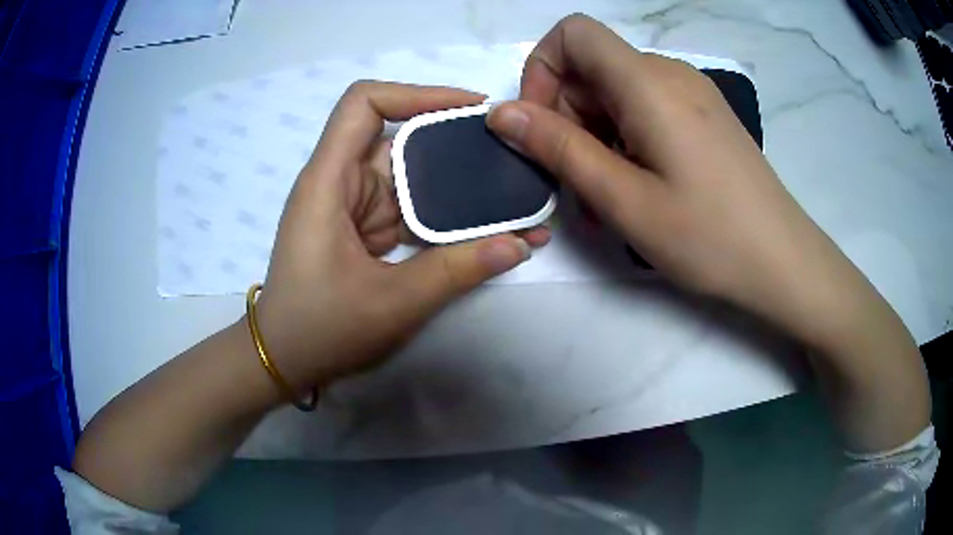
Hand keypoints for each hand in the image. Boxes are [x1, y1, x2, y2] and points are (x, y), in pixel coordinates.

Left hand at [255, 81, 548, 392]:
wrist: (284, 359)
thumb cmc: (319, 329)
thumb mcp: (391, 302)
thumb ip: (456, 271)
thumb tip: (519, 244)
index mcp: (329, 181)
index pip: (365, 104)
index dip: (417, 93)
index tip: (469, 109)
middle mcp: (341, 182)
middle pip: (399, 137)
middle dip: (454, 142)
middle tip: (509, 153)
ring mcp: (355, 206)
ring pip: (411, 176)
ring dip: (457, 185)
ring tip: (512, 193)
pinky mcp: (366, 229)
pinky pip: (410, 209)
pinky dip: (445, 217)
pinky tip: (484, 229)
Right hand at [486, 15, 865, 345]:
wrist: (783, 263)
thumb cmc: (709, 237)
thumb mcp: (624, 199)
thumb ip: (558, 148)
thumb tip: (501, 113)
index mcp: (649, 82)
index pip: (572, 33)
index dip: (542, 69)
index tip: (541, 126)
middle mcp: (669, 73)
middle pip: (591, 68)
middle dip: (566, 117)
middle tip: (573, 184)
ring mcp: (691, 94)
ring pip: (616, 93)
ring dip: (594, 136)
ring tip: (604, 199)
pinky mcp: (703, 116)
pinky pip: (645, 110)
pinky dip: (624, 140)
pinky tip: (635, 188)